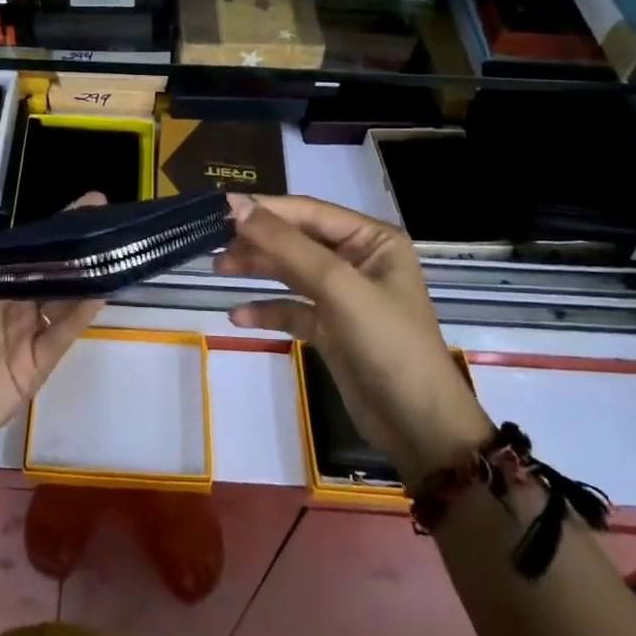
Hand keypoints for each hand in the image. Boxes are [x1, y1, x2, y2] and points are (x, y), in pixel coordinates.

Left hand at [0, 195, 106, 461]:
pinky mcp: (37, 363)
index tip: (77, 207)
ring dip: (84, 276)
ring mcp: (27, 332)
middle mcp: (11, 303)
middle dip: (74, 245)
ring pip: (62, 297)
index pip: (21, 251)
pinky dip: (81, 315)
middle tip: (103, 218)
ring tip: (110, 251)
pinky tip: (100, 293)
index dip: (46, 231)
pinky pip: (62, 334)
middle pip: (48, 269)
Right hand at [217, 194, 492, 478]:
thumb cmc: (387, 344)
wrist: (420, 429)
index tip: (220, 208)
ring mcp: (344, 296)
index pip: (308, 212)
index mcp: (371, 239)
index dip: (264, 209)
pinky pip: (292, 308)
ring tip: (219, 270)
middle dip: (257, 241)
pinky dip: (267, 309)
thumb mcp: (337, 286)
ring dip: (257, 269)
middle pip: (296, 239)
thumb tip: (238, 206)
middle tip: (215, 246)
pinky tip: (239, 317)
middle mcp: (358, 260)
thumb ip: (286, 245)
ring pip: (290, 271)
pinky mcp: (331, 329)